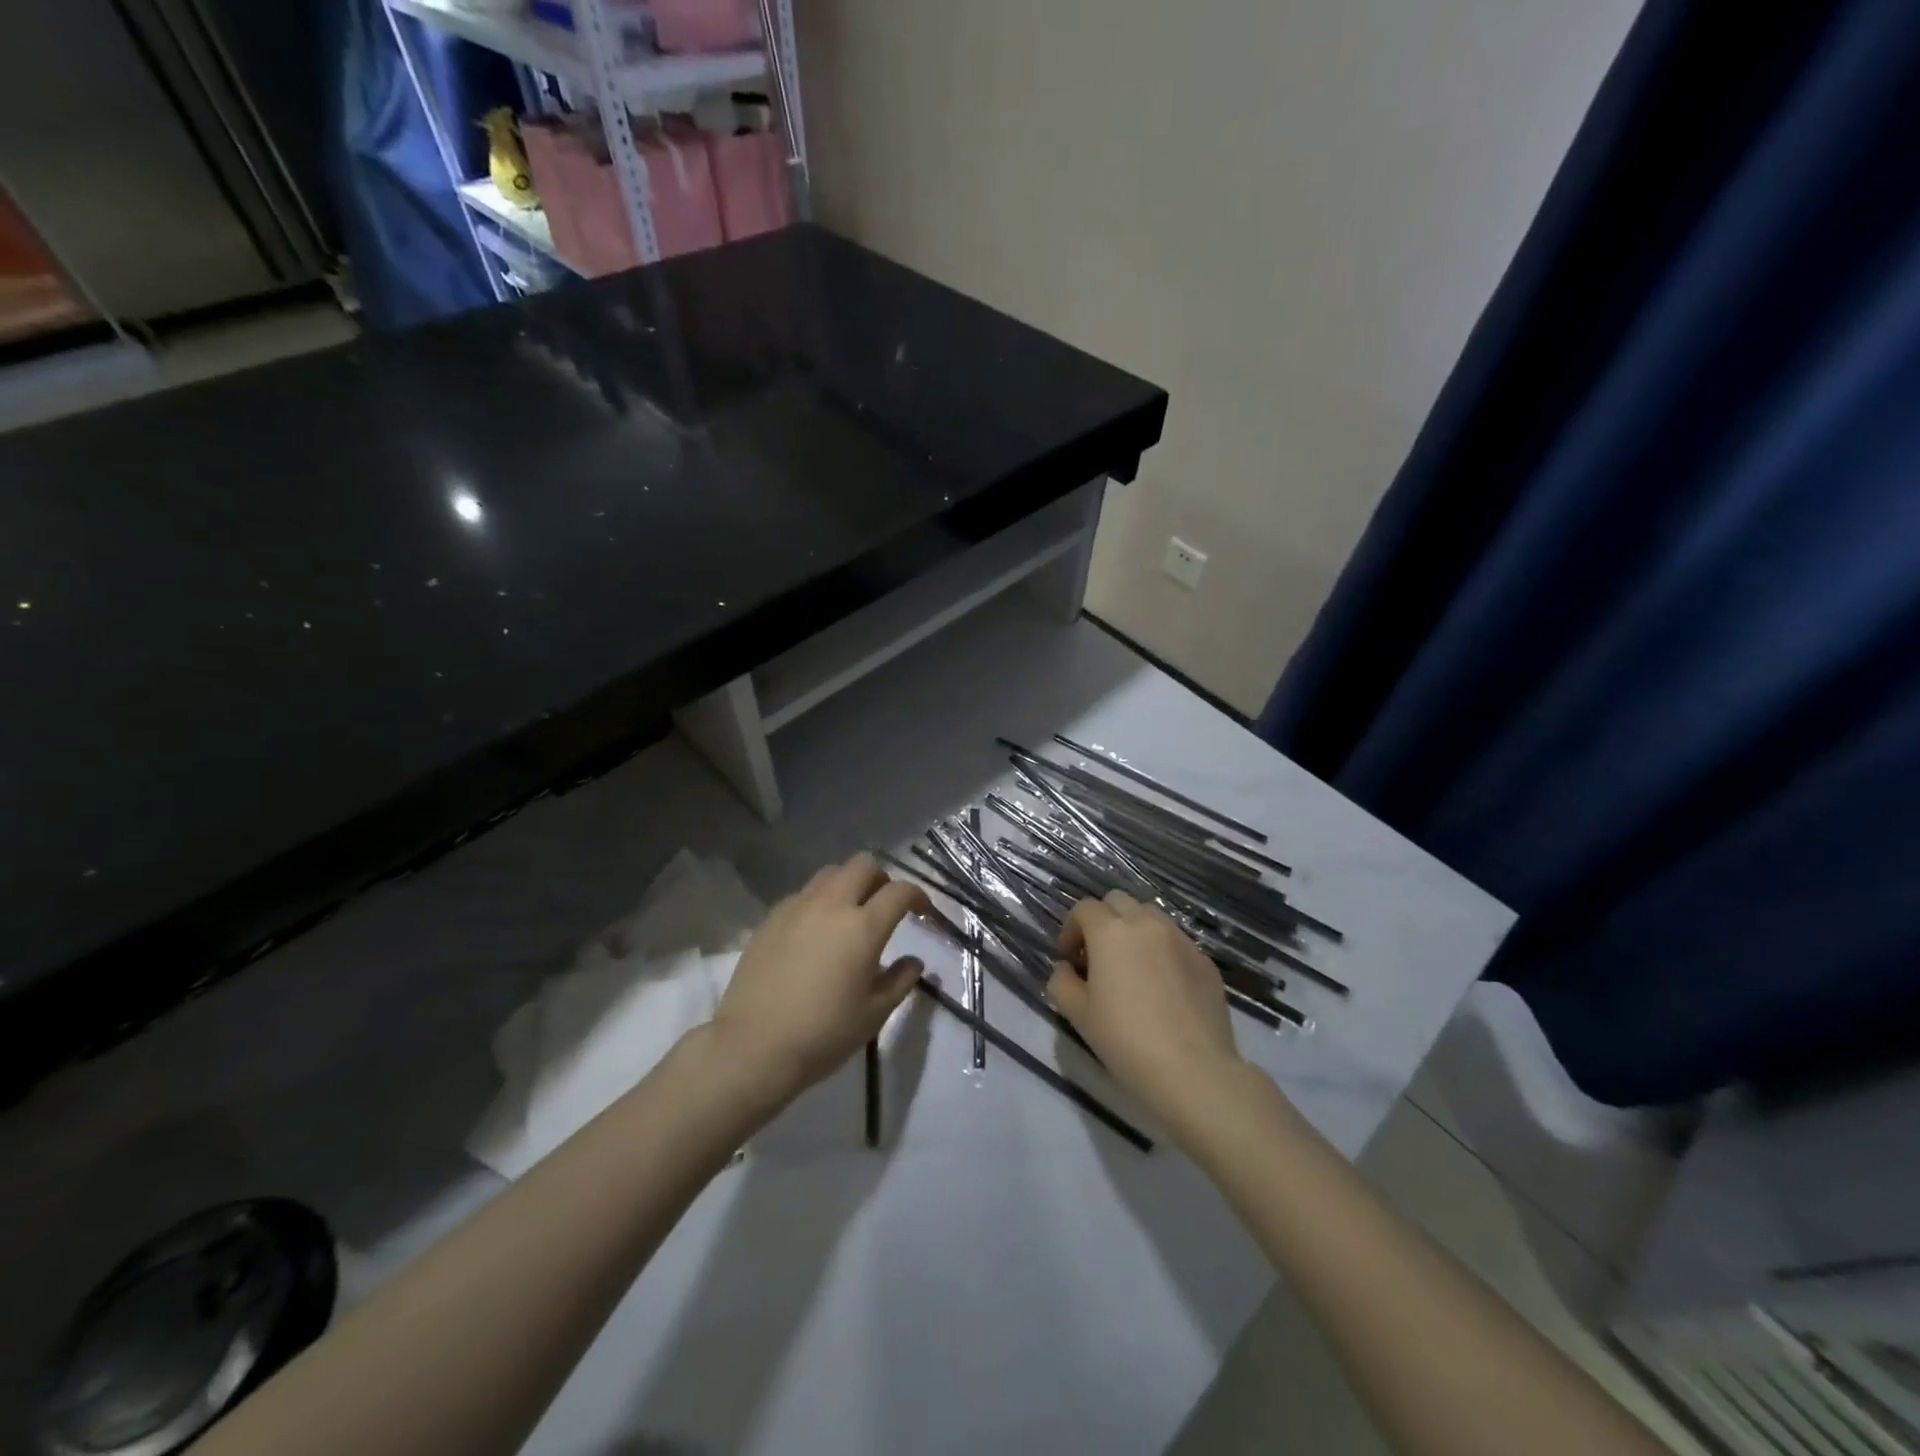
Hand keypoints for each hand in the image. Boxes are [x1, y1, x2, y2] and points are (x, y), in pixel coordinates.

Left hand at [709, 853, 928, 1102]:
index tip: (923, 912)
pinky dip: (820, 901)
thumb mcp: (873, 1014)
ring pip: (831, 873)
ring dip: (849, 884)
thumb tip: (913, 961)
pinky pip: (803, 894)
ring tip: (850, 914)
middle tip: (885, 907)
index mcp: (863, 926)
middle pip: (863, 865)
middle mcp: (831, 905)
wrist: (753, 1046)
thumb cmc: (823, 1034)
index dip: (918, 896)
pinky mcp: (771, 918)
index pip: (900, 891)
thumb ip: (900, 981)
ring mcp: (797, 907)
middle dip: (882, 879)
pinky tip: (816, 932)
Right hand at [1047, 891, 1244, 1122]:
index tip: (1069, 958)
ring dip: (1133, 930)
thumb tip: (1066, 968)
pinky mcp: (1204, 959)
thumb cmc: (1125, 1040)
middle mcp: (1146, 923)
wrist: (1193, 1070)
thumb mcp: (1078, 1014)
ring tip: (1131, 966)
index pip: (1084, 908)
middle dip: (1102, 920)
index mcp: (1110, 931)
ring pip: (1150, 916)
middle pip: (1118, 901)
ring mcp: (1180, 939)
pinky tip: (1161, 986)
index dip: (1071, 929)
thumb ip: (1061, 981)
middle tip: (1097, 956)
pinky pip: (1175, 941)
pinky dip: (1161, 950)